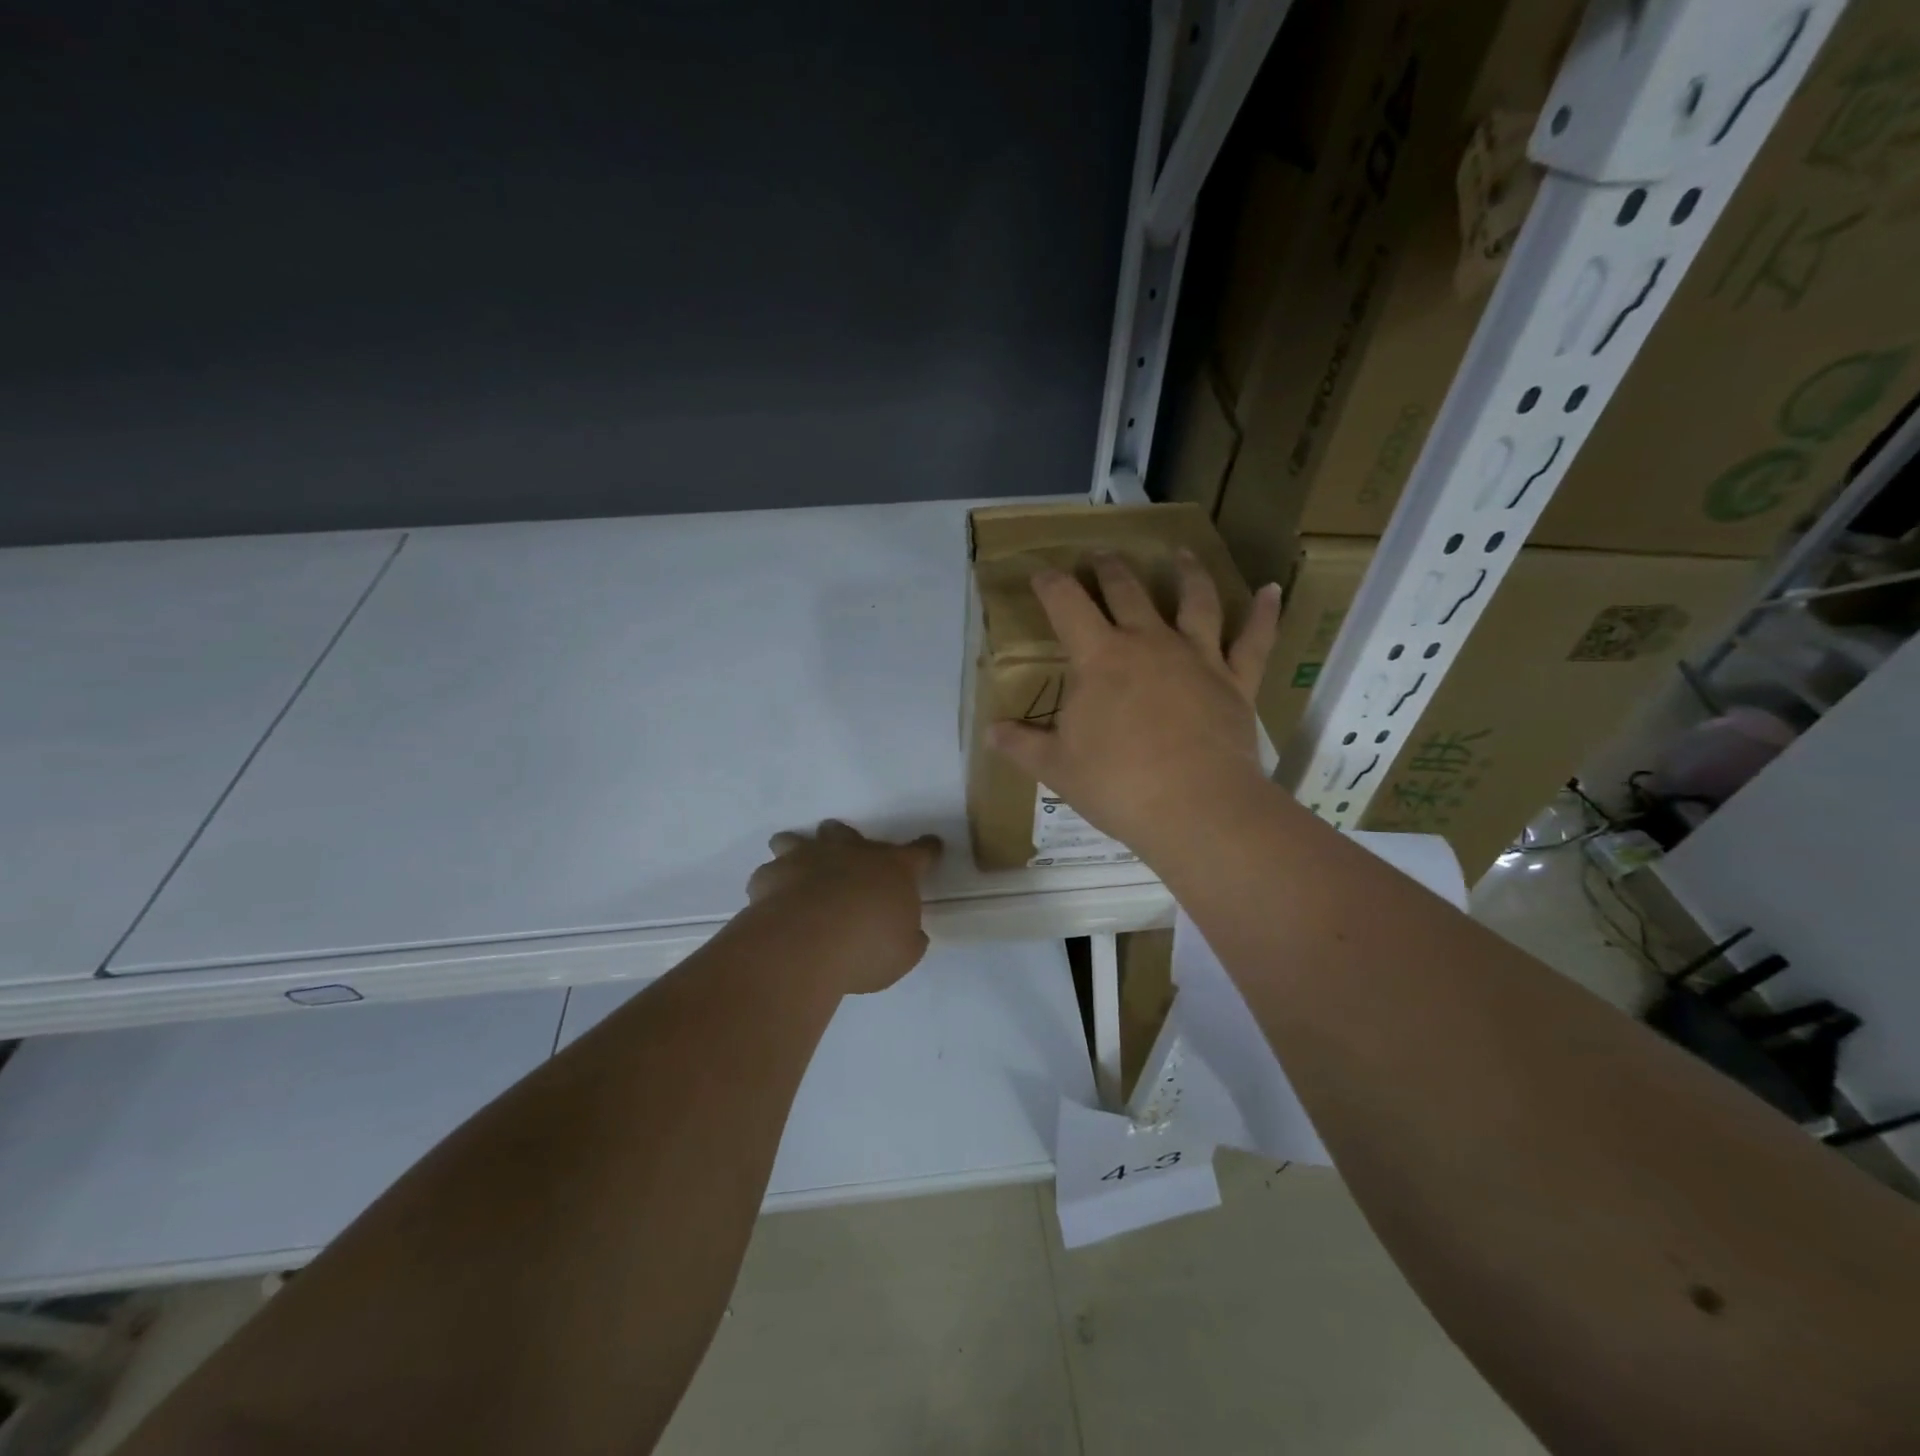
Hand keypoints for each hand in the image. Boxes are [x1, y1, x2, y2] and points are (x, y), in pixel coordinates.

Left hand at [746, 820, 942, 993]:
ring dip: (800, 849)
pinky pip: (769, 873)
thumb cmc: (867, 947)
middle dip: (846, 841)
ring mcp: (807, 858)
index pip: (920, 852)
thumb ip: (908, 938)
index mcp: (892, 868)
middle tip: (846, 855)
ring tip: (797, 866)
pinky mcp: (771, 876)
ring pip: (799, 840)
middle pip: (848, 833)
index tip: (932, 846)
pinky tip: (772, 900)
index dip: (927, 850)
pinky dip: (772, 884)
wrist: (806, 944)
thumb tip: (909, 933)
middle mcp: (850, 853)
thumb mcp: (903, 953)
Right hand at [990, 551, 1281, 863]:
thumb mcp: (1056, 768)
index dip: (1051, 584)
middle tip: (1100, 554)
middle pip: (1127, 591)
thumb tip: (989, 731)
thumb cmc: (1117, 785)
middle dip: (1109, 569)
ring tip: (1181, 553)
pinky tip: (1272, 590)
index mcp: (1100, 658)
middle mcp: (1149, 643)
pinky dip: (1264, 614)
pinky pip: (1254, 640)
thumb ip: (1021, 744)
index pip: (1067, 605)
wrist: (1194, 807)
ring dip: (1186, 573)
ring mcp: (1197, 657)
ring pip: (1194, 600)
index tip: (1042, 573)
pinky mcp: (1236, 680)